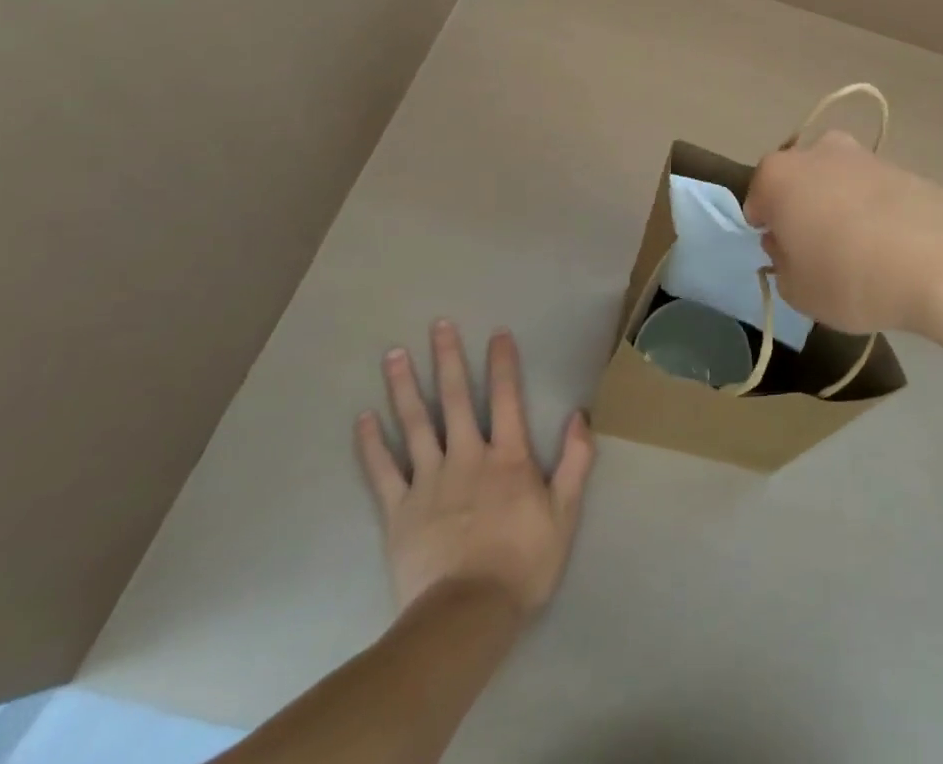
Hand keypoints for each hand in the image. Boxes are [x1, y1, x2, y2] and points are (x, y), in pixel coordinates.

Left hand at [356, 322, 593, 618]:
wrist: (466, 617)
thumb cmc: (522, 563)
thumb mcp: (564, 513)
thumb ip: (574, 461)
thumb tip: (579, 415)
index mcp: (508, 457)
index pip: (508, 398)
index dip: (504, 363)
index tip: (497, 332)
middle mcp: (467, 457)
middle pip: (457, 399)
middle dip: (448, 359)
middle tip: (438, 325)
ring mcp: (429, 481)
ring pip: (416, 424)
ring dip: (404, 387)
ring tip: (393, 354)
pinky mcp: (399, 511)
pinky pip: (382, 471)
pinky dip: (371, 444)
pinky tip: (363, 419)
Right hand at [745, 131, 942, 336]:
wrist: (941, 259)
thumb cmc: (849, 276)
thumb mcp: (797, 290)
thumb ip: (781, 264)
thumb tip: (789, 244)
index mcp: (779, 174)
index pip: (757, 199)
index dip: (767, 229)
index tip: (783, 255)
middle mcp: (817, 151)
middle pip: (798, 181)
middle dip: (802, 209)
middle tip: (817, 252)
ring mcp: (863, 155)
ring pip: (837, 182)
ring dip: (839, 208)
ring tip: (860, 252)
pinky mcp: (902, 166)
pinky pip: (872, 190)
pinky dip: (873, 211)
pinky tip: (889, 245)